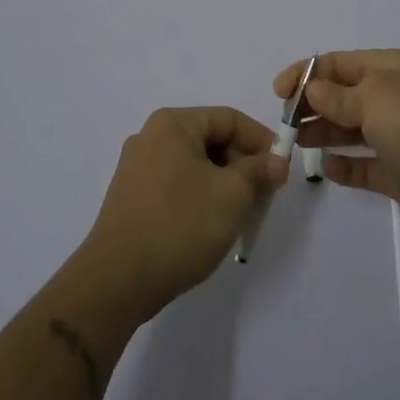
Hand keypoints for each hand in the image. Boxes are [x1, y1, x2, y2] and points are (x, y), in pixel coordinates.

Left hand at [79, 106, 287, 321]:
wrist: (116, 281)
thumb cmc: (179, 225)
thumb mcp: (232, 195)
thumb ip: (258, 171)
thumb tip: (275, 163)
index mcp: (172, 124)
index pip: (229, 118)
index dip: (261, 140)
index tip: (282, 170)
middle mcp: (151, 137)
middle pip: (211, 140)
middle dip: (243, 165)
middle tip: (266, 195)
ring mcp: (137, 169)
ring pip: (196, 165)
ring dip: (224, 184)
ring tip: (243, 214)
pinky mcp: (132, 198)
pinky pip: (178, 185)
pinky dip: (201, 197)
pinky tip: (212, 225)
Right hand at [278, 50, 399, 237]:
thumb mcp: (373, 97)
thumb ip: (337, 96)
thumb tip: (313, 89)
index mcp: (391, 69)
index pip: (340, 64)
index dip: (307, 73)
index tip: (278, 93)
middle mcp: (395, 98)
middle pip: (344, 96)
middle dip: (313, 106)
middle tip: (285, 123)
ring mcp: (399, 136)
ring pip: (351, 130)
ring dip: (324, 133)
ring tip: (297, 143)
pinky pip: (364, 166)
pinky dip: (344, 165)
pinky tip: (328, 167)